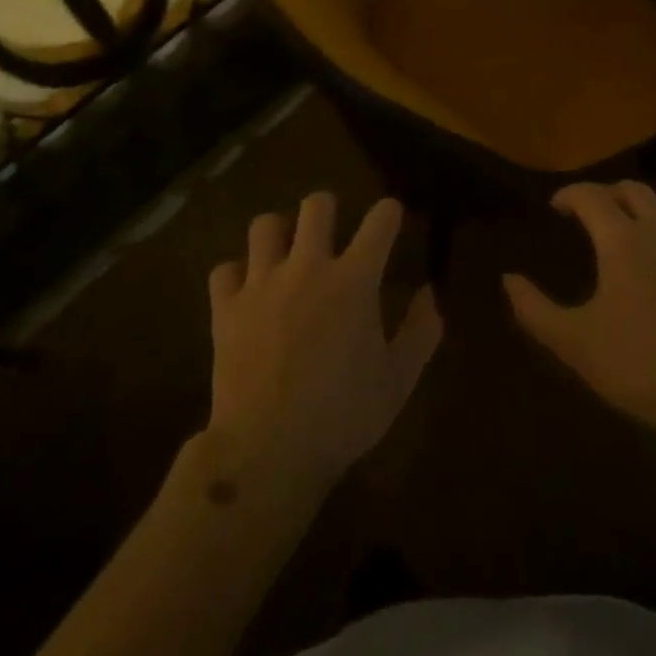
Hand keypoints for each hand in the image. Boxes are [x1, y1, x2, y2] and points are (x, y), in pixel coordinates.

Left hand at [206, 194, 441, 499]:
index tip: (391, 218)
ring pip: (265, 225)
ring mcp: (262, 282)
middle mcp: (308, 267)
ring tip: (284, 252)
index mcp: (354, 281)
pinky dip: (236, 275)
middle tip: (330, 230)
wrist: (268, 449)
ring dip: (278, 233)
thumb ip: (421, 332)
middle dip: (327, 208)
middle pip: (316, 205)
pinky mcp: (227, 306)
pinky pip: (225, 269)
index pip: (380, 221)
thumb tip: (430, 293)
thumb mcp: (398, 381)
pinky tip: (245, 292)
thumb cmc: (342, 416)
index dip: (389, 213)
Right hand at [504, 181, 655, 469]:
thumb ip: (534, 309)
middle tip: (590, 215)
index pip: (591, 195)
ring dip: (642, 216)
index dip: (569, 194)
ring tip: (628, 242)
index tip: (556, 207)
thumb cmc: (642, 366)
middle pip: (634, 191)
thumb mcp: (575, 343)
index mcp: (623, 241)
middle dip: (608, 194)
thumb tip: (508, 279)